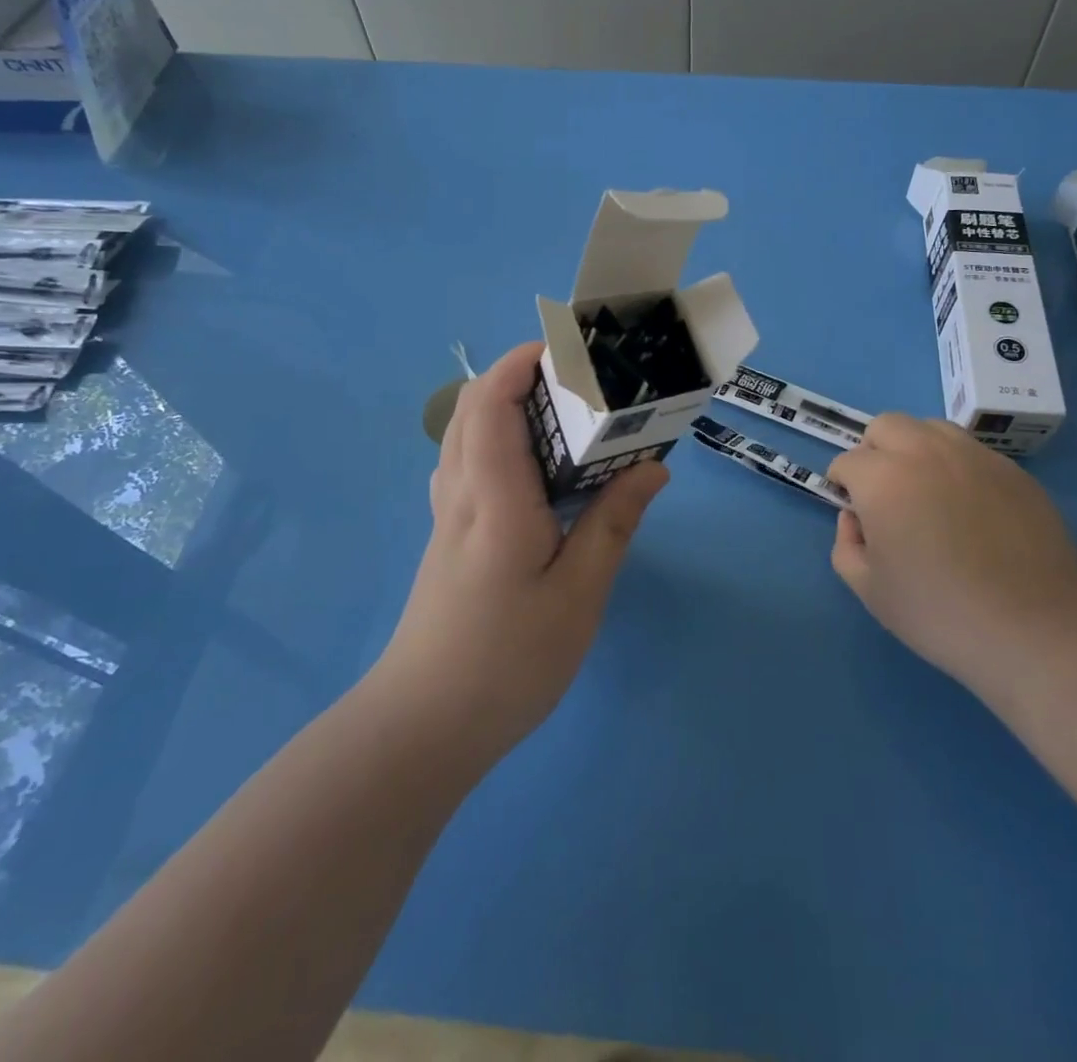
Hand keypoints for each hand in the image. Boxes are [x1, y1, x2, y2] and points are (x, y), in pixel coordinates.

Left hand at [381, 342, 667, 765]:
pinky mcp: (446, 539)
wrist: (425, 726)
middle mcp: (461, 494)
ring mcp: (446, 517)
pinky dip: (493, 441)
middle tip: (576, 381)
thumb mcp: (579, 595)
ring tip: (559, 415)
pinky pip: (464, 465)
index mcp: (494, 499)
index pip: (491, 405)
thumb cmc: (508, 660)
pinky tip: (530, 470)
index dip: (519, 363)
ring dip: (503, 406)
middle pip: (471, 410)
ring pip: (463, 437)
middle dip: (516, 377)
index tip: (565, 350)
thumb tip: (651, 467)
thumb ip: (612, 523)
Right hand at [827, 414, 1076, 691]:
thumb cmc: (940, 613)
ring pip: (930, 428)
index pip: (847, 462)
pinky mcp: (1012, 470)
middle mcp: (924, 453)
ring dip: (915, 449)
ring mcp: (973, 456)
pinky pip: (970, 451)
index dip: (843, 487)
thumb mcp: (870, 591)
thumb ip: (846, 545)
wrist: (1034, 629)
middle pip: (885, 426)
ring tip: (927, 492)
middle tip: (885, 494)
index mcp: (883, 479)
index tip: (856, 515)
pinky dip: (956, 466)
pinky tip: (969, 508)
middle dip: (874, 452)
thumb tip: (855, 518)